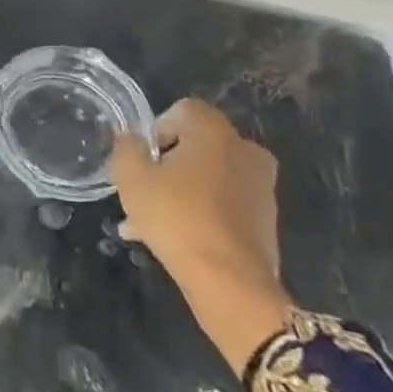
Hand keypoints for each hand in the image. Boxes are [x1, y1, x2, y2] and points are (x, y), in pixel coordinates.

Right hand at [110, 99, 293, 379]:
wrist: (230, 282)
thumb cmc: (176, 217)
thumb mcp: (131, 178)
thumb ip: (126, 148)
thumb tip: (132, 139)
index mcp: (216, 132)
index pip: (183, 109)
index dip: (157, 129)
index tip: (143, 158)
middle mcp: (246, 151)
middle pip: (197, 145)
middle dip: (168, 163)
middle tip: (144, 189)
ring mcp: (261, 187)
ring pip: (209, 177)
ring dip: (181, 190)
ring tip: (149, 221)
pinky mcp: (266, 220)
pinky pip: (224, 204)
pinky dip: (201, 212)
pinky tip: (173, 237)